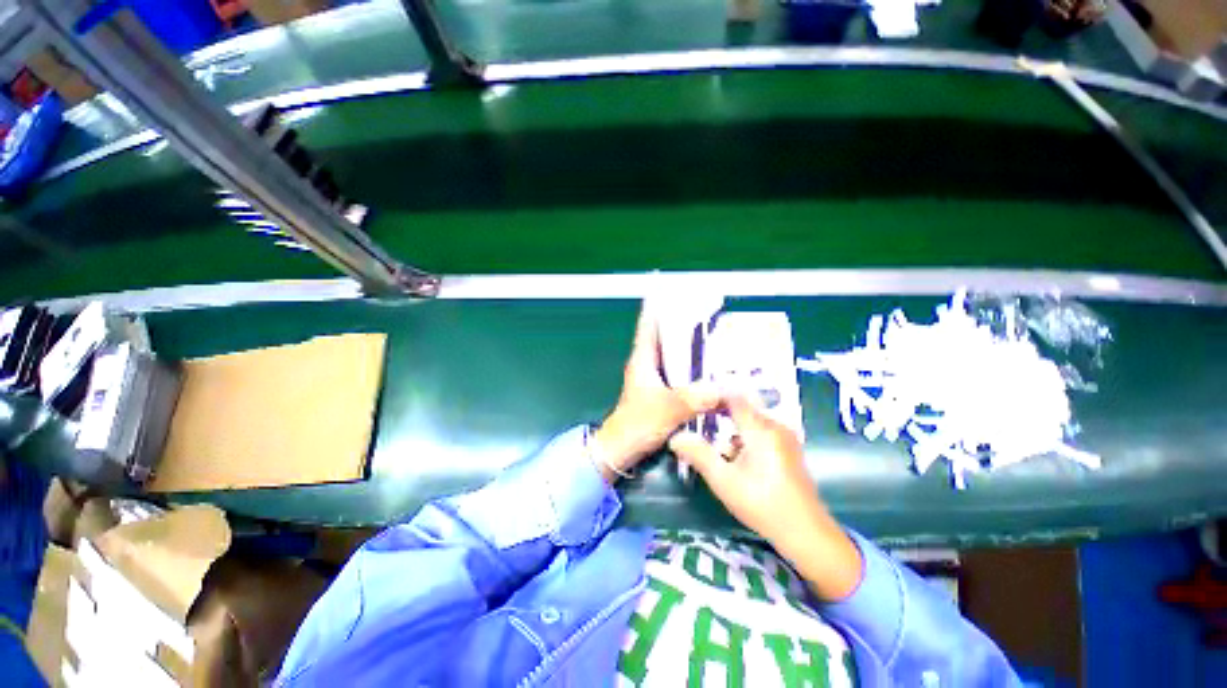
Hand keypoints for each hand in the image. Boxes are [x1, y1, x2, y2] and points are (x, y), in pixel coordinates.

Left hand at [591, 303, 719, 483]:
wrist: (622, 448)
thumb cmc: (637, 423)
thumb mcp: (668, 408)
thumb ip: (696, 398)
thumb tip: (726, 389)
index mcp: (643, 359)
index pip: (649, 325)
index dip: (657, 306)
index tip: (669, 289)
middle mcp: (647, 363)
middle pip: (665, 336)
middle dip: (682, 323)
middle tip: (705, 312)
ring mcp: (654, 378)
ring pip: (673, 355)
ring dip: (689, 346)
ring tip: (712, 336)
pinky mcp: (661, 392)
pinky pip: (679, 372)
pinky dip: (691, 367)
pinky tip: (709, 369)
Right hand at [669, 396, 862, 600]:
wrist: (806, 533)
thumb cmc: (762, 505)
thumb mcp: (724, 481)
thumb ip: (699, 455)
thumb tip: (675, 437)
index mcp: (761, 429)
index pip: (733, 398)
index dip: (712, 397)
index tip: (693, 405)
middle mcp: (775, 426)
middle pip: (741, 410)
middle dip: (719, 418)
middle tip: (699, 429)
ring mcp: (785, 437)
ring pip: (750, 423)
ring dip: (732, 432)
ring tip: (718, 451)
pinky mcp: (789, 448)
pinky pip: (761, 432)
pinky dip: (745, 440)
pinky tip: (738, 461)